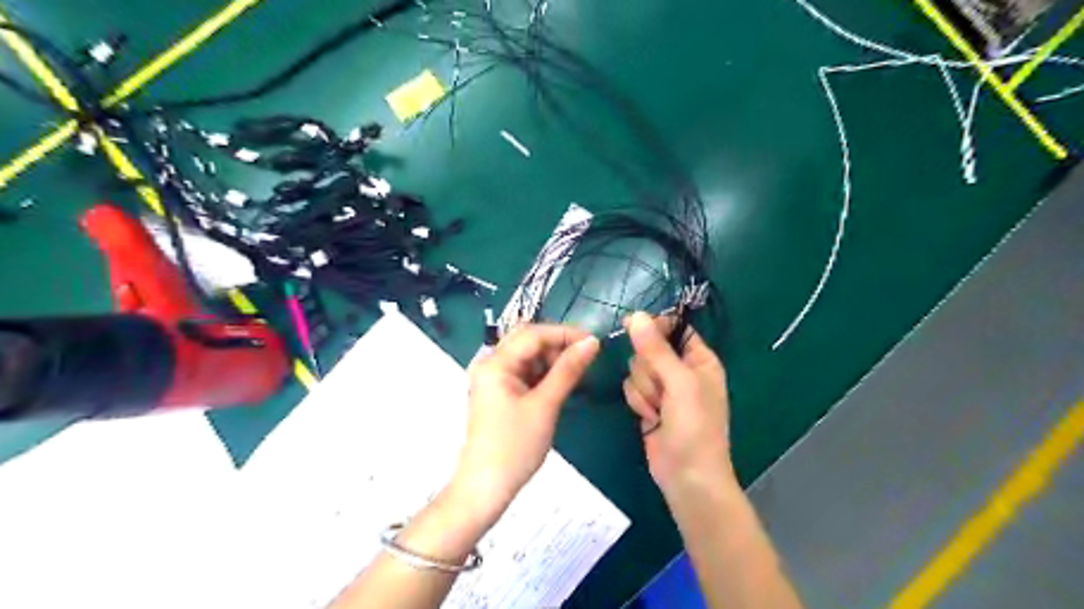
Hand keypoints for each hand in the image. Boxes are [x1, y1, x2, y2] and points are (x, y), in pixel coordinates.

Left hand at [451, 327, 601, 521]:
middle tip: (587, 358)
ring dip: (552, 360)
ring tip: (576, 374)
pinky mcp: (498, 392)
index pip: (534, 333)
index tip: (594, 342)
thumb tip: (592, 342)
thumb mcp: (545, 405)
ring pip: (527, 356)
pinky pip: (524, 372)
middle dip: (558, 345)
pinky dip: (543, 374)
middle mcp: (490, 363)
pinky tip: (560, 384)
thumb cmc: (515, 446)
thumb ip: (568, 370)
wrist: (485, 488)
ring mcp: (493, 378)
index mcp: (495, 362)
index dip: (565, 333)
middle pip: (528, 341)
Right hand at [622, 314, 732, 494]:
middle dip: (648, 369)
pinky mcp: (648, 404)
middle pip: (648, 348)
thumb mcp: (680, 383)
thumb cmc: (695, 428)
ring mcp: (664, 388)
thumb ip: (656, 349)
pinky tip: (650, 419)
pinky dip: (638, 403)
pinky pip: (631, 387)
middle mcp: (682, 369)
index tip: (634, 329)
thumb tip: (635, 315)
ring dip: (644, 390)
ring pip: (636, 369)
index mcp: (700, 359)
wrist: (687, 477)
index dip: (654, 327)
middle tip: (662, 390)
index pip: (674, 327)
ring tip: (659, 410)